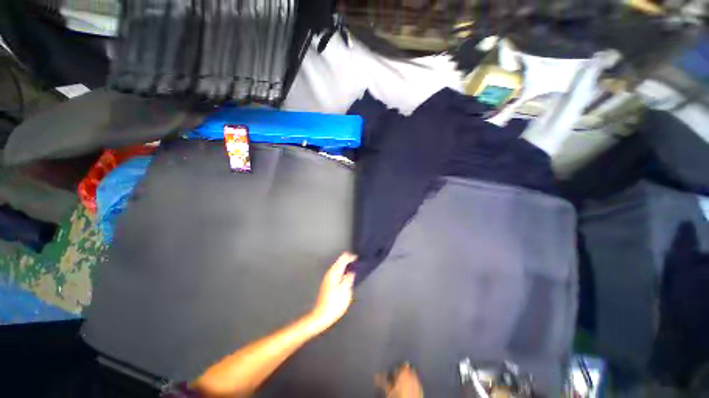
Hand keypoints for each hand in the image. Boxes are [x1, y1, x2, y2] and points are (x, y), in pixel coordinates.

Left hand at [308, 252, 356, 331]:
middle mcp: (330, 273)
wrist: (322, 315)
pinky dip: (342, 270)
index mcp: (334, 272)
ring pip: (338, 267)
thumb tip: (352, 270)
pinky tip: (346, 275)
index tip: (357, 258)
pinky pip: (337, 272)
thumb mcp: (345, 290)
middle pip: (339, 262)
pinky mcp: (328, 284)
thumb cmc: (335, 303)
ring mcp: (328, 278)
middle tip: (356, 261)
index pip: (343, 259)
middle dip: (347, 260)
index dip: (351, 257)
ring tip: (353, 266)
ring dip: (345, 265)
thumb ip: (349, 278)